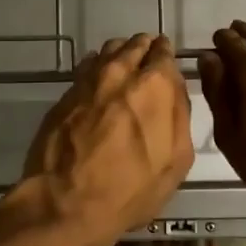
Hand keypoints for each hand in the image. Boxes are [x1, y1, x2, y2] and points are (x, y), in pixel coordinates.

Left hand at [18, 33, 194, 240]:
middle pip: (135, 45)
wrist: (66, 201)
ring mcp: (89, 79)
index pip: (164, 52)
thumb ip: (180, 115)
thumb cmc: (130, 188)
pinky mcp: (66, 93)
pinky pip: (86, 67)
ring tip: (124, 70)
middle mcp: (121, 71)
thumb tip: (175, 88)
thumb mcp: (176, 160)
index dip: (167, 56)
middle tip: (148, 63)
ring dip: (120, 54)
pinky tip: (99, 82)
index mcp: (154, 85)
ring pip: (108, 50)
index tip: (167, 63)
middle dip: (144, 50)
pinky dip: (97, 68)